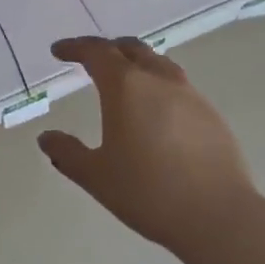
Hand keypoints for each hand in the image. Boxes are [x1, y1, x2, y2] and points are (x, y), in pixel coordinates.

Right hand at [38, 37, 261, 253]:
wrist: (217, 215)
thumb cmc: (147, 192)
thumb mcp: (96, 176)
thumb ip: (67, 153)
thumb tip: (47, 138)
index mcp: (126, 87)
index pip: (97, 52)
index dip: (75, 48)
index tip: (58, 51)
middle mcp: (159, 80)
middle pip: (131, 49)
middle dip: (107, 49)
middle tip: (90, 60)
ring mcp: (191, 95)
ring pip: (159, 64)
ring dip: (136, 64)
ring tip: (124, 82)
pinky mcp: (211, 115)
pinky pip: (178, 87)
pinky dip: (158, 87)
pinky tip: (155, 112)